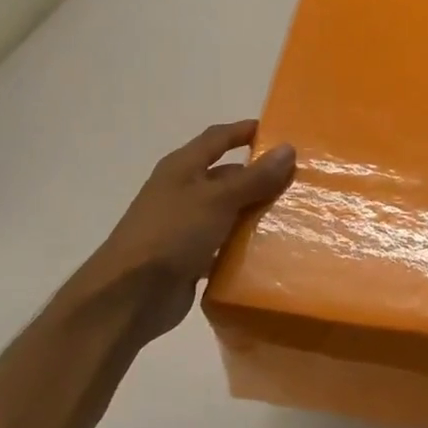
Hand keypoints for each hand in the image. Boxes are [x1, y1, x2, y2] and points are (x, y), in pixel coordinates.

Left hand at [59, 121, 296, 345]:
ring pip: (228, 212)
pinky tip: (272, 251)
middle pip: (226, 176)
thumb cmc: (172, 233)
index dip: (244, 131)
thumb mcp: (218, 199)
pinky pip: (224, 245)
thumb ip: (254, 177)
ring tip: (293, 215)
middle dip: (258, 177)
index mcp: (182, 168)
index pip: (217, 138)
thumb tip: (288, 148)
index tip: (277, 132)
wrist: (130, 295)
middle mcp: (182, 191)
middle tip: (297, 181)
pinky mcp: (189, 258)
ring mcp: (184, 226)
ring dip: (254, 213)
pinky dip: (243, 246)